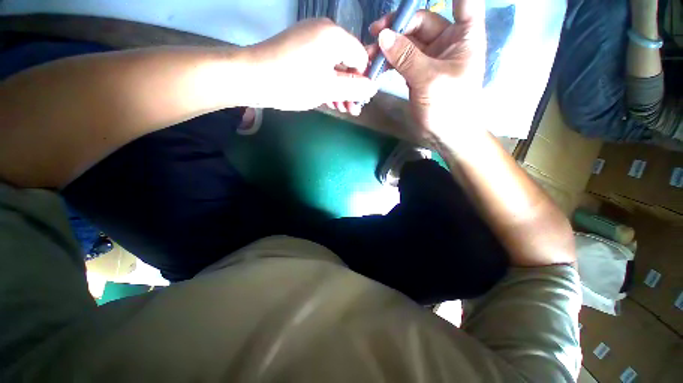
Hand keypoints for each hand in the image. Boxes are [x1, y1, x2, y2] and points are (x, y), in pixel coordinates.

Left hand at [244, 19, 377, 112]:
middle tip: (351, 109)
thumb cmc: (293, 83)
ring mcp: (310, 38)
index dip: (363, 80)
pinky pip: (320, 65)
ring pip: (334, 66)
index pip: (362, 57)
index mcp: (335, 36)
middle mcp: (324, 31)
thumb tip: (373, 88)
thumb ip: (354, 88)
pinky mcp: (299, 48)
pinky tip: (329, 99)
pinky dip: (326, 82)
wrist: (250, 77)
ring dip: (339, 89)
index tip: (359, 100)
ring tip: (341, 109)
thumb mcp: (328, 89)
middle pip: (347, 62)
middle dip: (351, 88)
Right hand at [366, 0, 485, 142]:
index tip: (412, 0)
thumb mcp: (429, 80)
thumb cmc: (448, 107)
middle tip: (375, 36)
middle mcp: (448, 41)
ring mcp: (431, 57)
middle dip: (398, 28)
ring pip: (407, 42)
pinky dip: (390, 61)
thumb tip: (383, 36)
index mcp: (464, 35)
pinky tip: (377, 65)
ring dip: (389, 46)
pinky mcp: (418, 72)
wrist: (445, 135)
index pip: (463, 1)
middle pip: (421, 22)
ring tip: (370, 54)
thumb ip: (406, 57)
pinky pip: (402, 60)